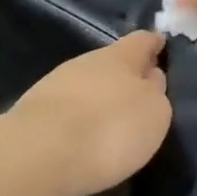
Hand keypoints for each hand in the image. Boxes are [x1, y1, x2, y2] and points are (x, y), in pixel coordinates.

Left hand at [9, 30, 171, 195]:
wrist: (38, 154)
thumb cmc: (110, 128)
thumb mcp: (154, 113)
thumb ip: (156, 92)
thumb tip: (150, 78)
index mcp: (121, 57)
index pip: (143, 40)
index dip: (154, 44)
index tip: (162, 47)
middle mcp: (86, 62)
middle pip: (112, 62)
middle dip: (125, 76)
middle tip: (140, 97)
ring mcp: (55, 84)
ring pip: (86, 85)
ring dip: (99, 99)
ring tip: (111, 123)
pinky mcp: (33, 112)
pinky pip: (66, 109)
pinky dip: (78, 119)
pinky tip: (83, 138)